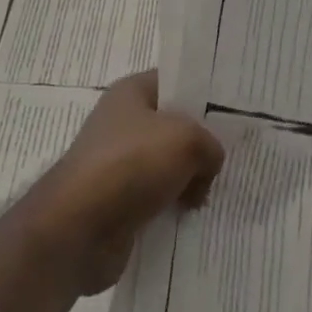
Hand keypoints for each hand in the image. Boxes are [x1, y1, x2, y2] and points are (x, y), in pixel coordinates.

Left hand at [31, 69, 225, 295]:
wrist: (78, 228)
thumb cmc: (131, 164)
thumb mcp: (187, 139)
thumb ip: (209, 144)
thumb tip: (207, 166)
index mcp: (131, 93)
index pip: (174, 83)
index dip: (202, 94)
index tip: (233, 112)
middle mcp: (122, 123)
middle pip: (173, 127)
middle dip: (200, 145)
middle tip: (231, 159)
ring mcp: (118, 165)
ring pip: (167, 167)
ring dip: (189, 182)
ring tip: (214, 195)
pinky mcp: (118, 204)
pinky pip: (156, 200)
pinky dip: (173, 209)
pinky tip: (194, 220)